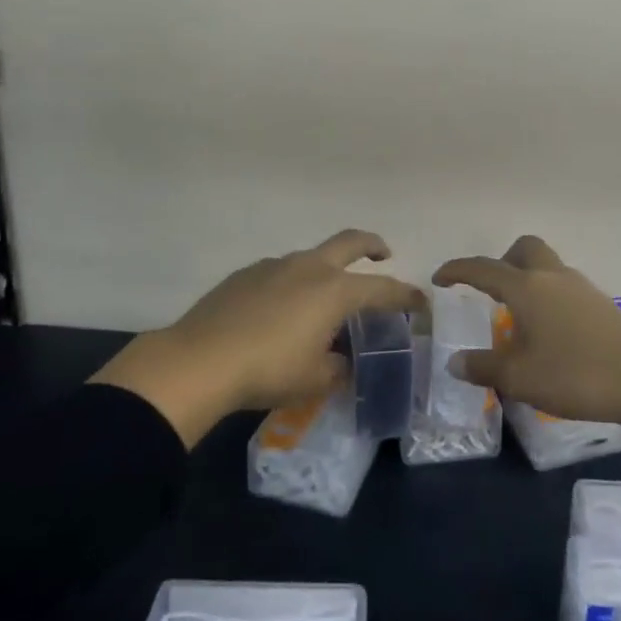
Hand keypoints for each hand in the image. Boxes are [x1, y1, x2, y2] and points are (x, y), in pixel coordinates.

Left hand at [93, 229, 423, 445]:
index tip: (420, 301)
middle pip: (349, 241)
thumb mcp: (315, 379)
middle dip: (372, 244)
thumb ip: (338, 367)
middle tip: (383, 253)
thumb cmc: (269, 370)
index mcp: (335, 290)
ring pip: (310, 257)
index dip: (406, 295)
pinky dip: (291, 283)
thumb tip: (341, 361)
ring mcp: (274, 265)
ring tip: (322, 298)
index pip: (383, 289)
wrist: (200, 360)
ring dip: (326, 268)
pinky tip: (279, 309)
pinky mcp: (245, 274)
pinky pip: (279, 271)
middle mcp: (309, 267)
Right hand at [432, 235, 620, 424]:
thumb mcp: (519, 378)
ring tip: (519, 320)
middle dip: (502, 261)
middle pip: (524, 249)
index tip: (439, 279)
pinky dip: (549, 298)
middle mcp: (553, 277)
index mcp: (526, 288)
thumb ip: (483, 367)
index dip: (457, 270)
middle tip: (491, 291)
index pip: (483, 269)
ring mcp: (581, 288)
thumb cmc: (574, 374)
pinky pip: (565, 289)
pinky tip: (551, 334)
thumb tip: (455, 361)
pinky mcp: (602, 305)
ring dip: (528, 281)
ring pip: (548, 268)